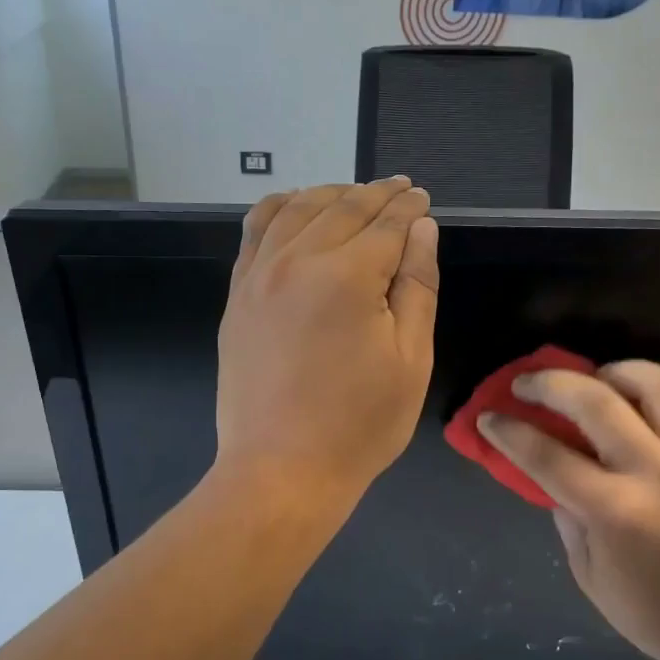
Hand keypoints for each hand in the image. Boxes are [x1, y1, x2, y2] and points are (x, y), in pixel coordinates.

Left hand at [215, 179, 439, 510]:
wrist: (281, 469)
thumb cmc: (359, 424)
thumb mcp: (410, 360)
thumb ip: (417, 287)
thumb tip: (421, 228)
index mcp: (348, 277)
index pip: (387, 224)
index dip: (410, 208)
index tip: (422, 198)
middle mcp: (298, 261)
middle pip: (343, 208)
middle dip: (377, 194)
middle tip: (400, 189)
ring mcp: (259, 275)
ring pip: (297, 209)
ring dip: (331, 193)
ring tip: (355, 194)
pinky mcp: (237, 294)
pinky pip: (254, 231)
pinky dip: (279, 208)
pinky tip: (295, 206)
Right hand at [480, 361, 659, 659]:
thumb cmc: (656, 613)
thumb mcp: (589, 575)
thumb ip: (568, 518)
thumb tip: (557, 475)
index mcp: (614, 511)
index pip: (546, 454)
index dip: (509, 431)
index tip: (489, 417)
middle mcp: (655, 471)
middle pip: (593, 400)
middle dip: (548, 384)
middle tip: (525, 384)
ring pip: (652, 382)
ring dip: (611, 372)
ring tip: (594, 381)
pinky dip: (658, 390)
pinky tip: (641, 403)